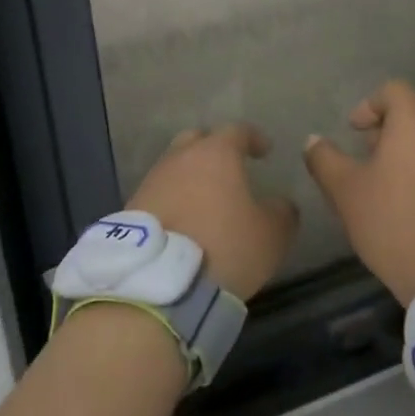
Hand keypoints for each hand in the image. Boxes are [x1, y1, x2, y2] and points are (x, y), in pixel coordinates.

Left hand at [127, 124, 296, 299]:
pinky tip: (184, 220)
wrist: (159, 284)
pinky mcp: (132, 208)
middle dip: (215, 149)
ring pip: (175, 167)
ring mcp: (152, 181)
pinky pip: (160, 194)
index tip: (265, 150)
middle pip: (197, 140)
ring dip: (191, 178)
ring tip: (206, 199)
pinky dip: (174, 200)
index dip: (253, 138)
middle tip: (230, 167)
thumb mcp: (271, 235)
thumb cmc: (224, 247)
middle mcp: (180, 158)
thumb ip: (282, 212)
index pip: (237, 131)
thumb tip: (281, 204)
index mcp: (215, 154)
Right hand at [303, 81, 414, 304]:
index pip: (394, 90)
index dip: (370, 104)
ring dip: (414, 144)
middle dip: (394, 120)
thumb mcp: (346, 192)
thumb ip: (325, 160)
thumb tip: (313, 141)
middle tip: (373, 148)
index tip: (354, 130)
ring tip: (392, 178)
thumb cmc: (393, 225)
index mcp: (414, 125)